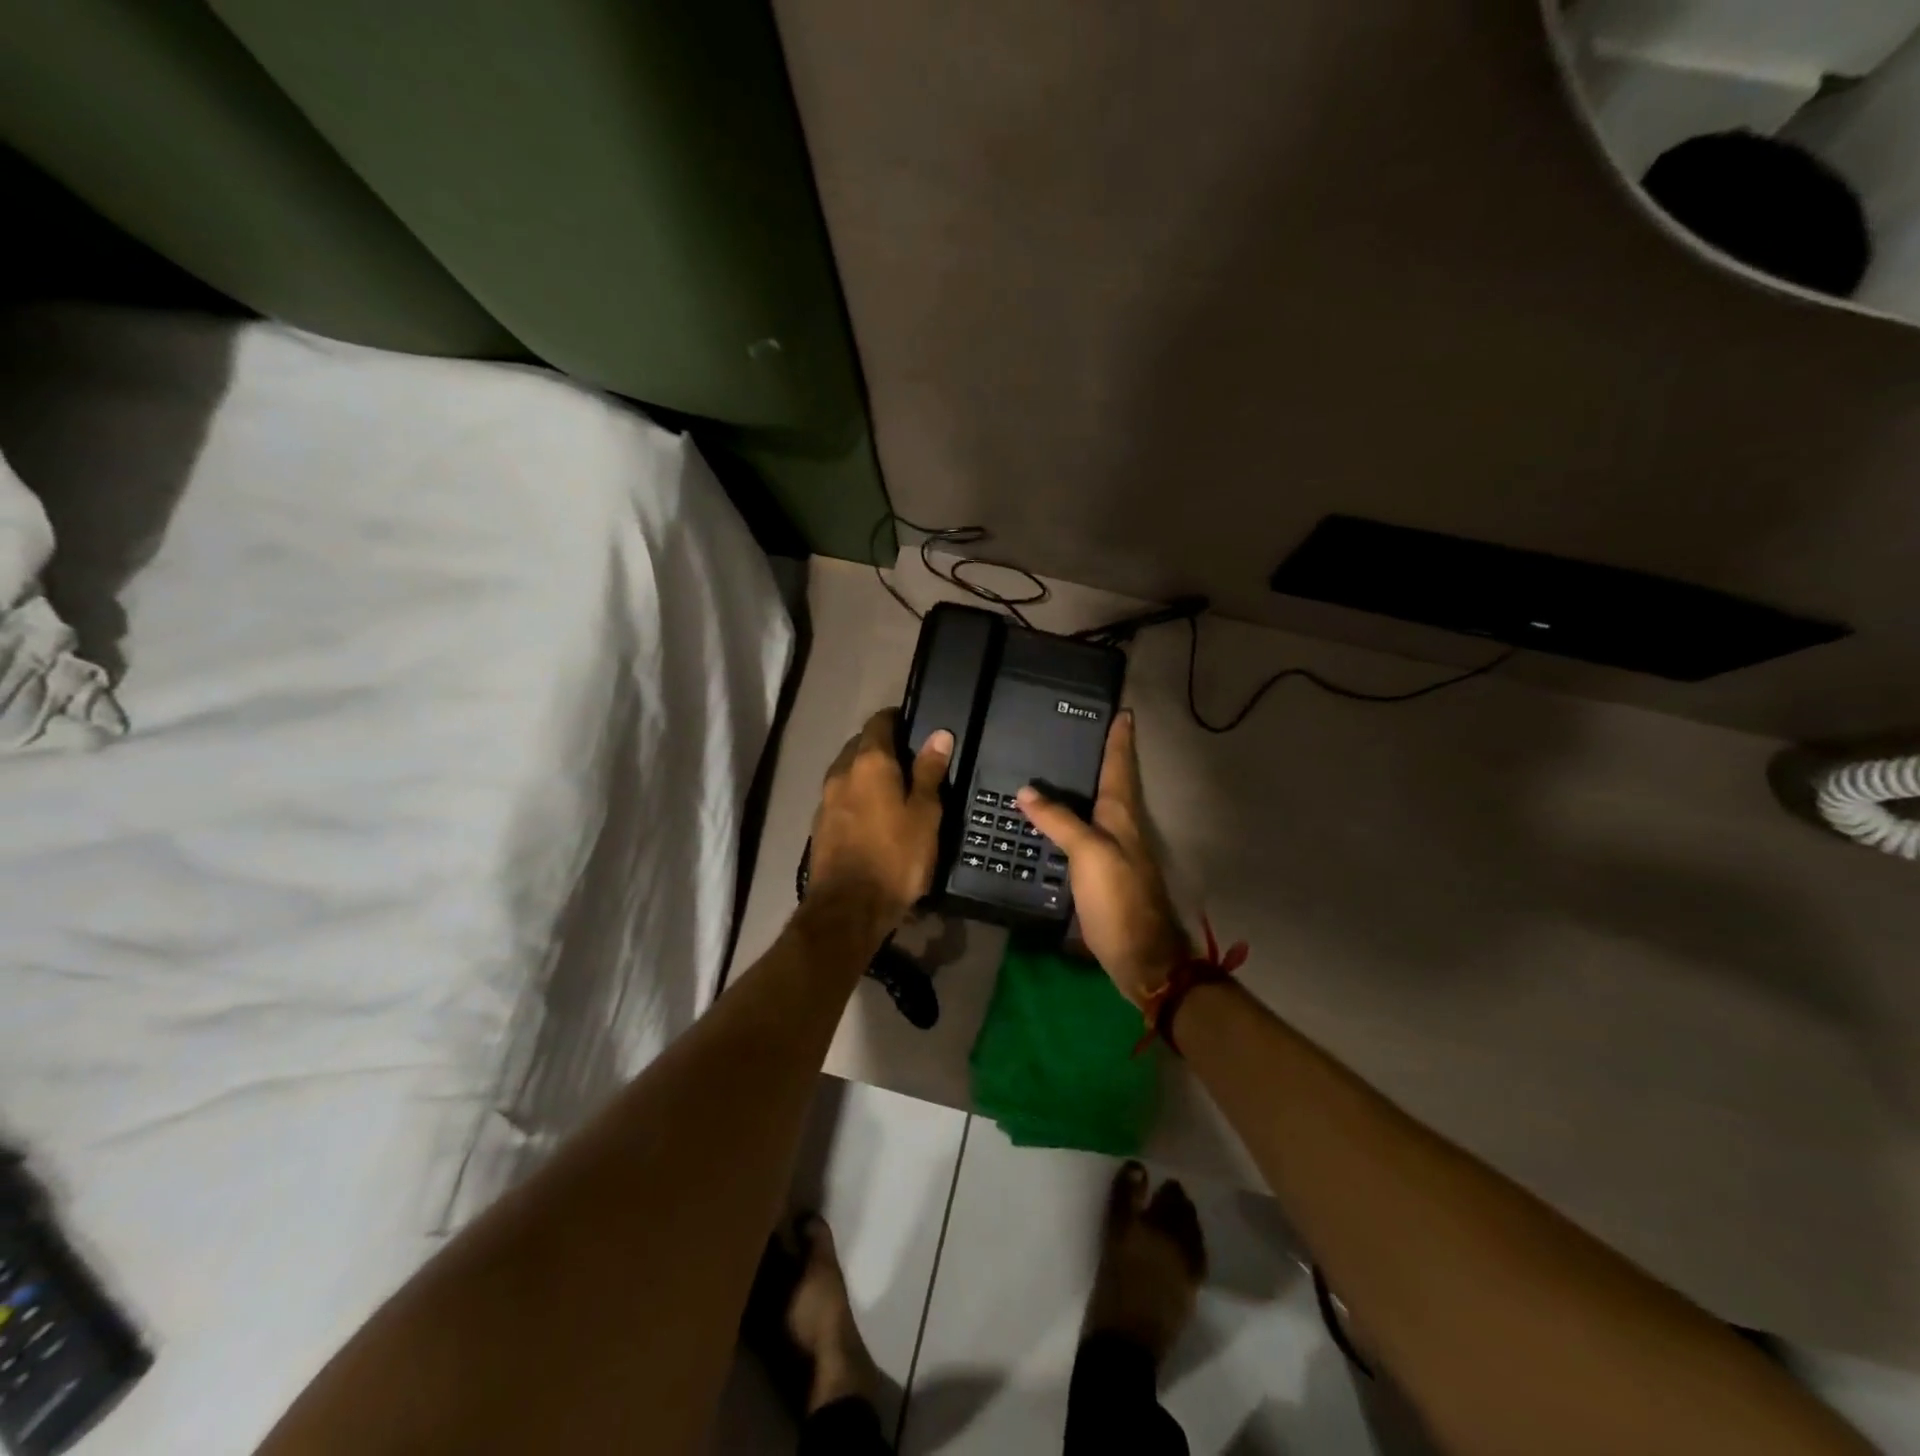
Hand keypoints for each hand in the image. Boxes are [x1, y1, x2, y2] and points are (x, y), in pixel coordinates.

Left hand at [810, 709, 953, 921]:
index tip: (914, 725)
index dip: (897, 719)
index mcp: (870, 762)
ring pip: (847, 771)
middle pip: (859, 745)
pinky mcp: (819, 825)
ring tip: (893, 787)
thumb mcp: (925, 814)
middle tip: (909, 758)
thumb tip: (939, 735)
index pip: (879, 722)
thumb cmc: (896, 857)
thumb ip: (930, 772)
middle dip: (881, 745)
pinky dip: (856, 795)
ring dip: (866, 772)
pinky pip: (840, 796)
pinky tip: (873, 814)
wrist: (849, 908)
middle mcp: (841, 772)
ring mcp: (826, 800)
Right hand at [1017, 710, 1187, 1007]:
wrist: (1140, 956)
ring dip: (1088, 785)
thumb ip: (1059, 820)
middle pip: (1114, 782)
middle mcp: (1122, 827)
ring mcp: (1114, 851)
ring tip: (1062, 767)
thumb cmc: (1119, 899)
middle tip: (1081, 731)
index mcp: (1122, 815)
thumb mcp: (1088, 853)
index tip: (1122, 712)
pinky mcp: (1103, 873)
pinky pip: (1086, 832)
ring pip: (1100, 807)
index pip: (1120, 766)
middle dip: (1104, 756)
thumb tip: (1026, 790)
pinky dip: (1073, 817)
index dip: (1120, 739)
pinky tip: (1053, 820)